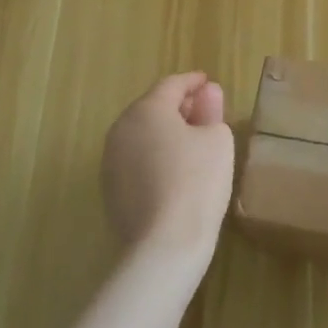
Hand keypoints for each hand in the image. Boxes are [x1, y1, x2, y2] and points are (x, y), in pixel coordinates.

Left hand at [101, 72, 234, 264]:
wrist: (164, 246)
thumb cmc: (197, 182)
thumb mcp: (217, 140)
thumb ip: (211, 112)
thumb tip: (207, 94)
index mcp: (147, 110)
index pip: (172, 85)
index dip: (193, 82)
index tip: (208, 82)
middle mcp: (121, 129)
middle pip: (152, 108)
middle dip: (178, 106)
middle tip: (204, 110)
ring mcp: (111, 161)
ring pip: (142, 135)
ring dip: (165, 132)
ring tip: (191, 141)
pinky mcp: (110, 190)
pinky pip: (136, 160)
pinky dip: (155, 156)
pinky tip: (174, 170)